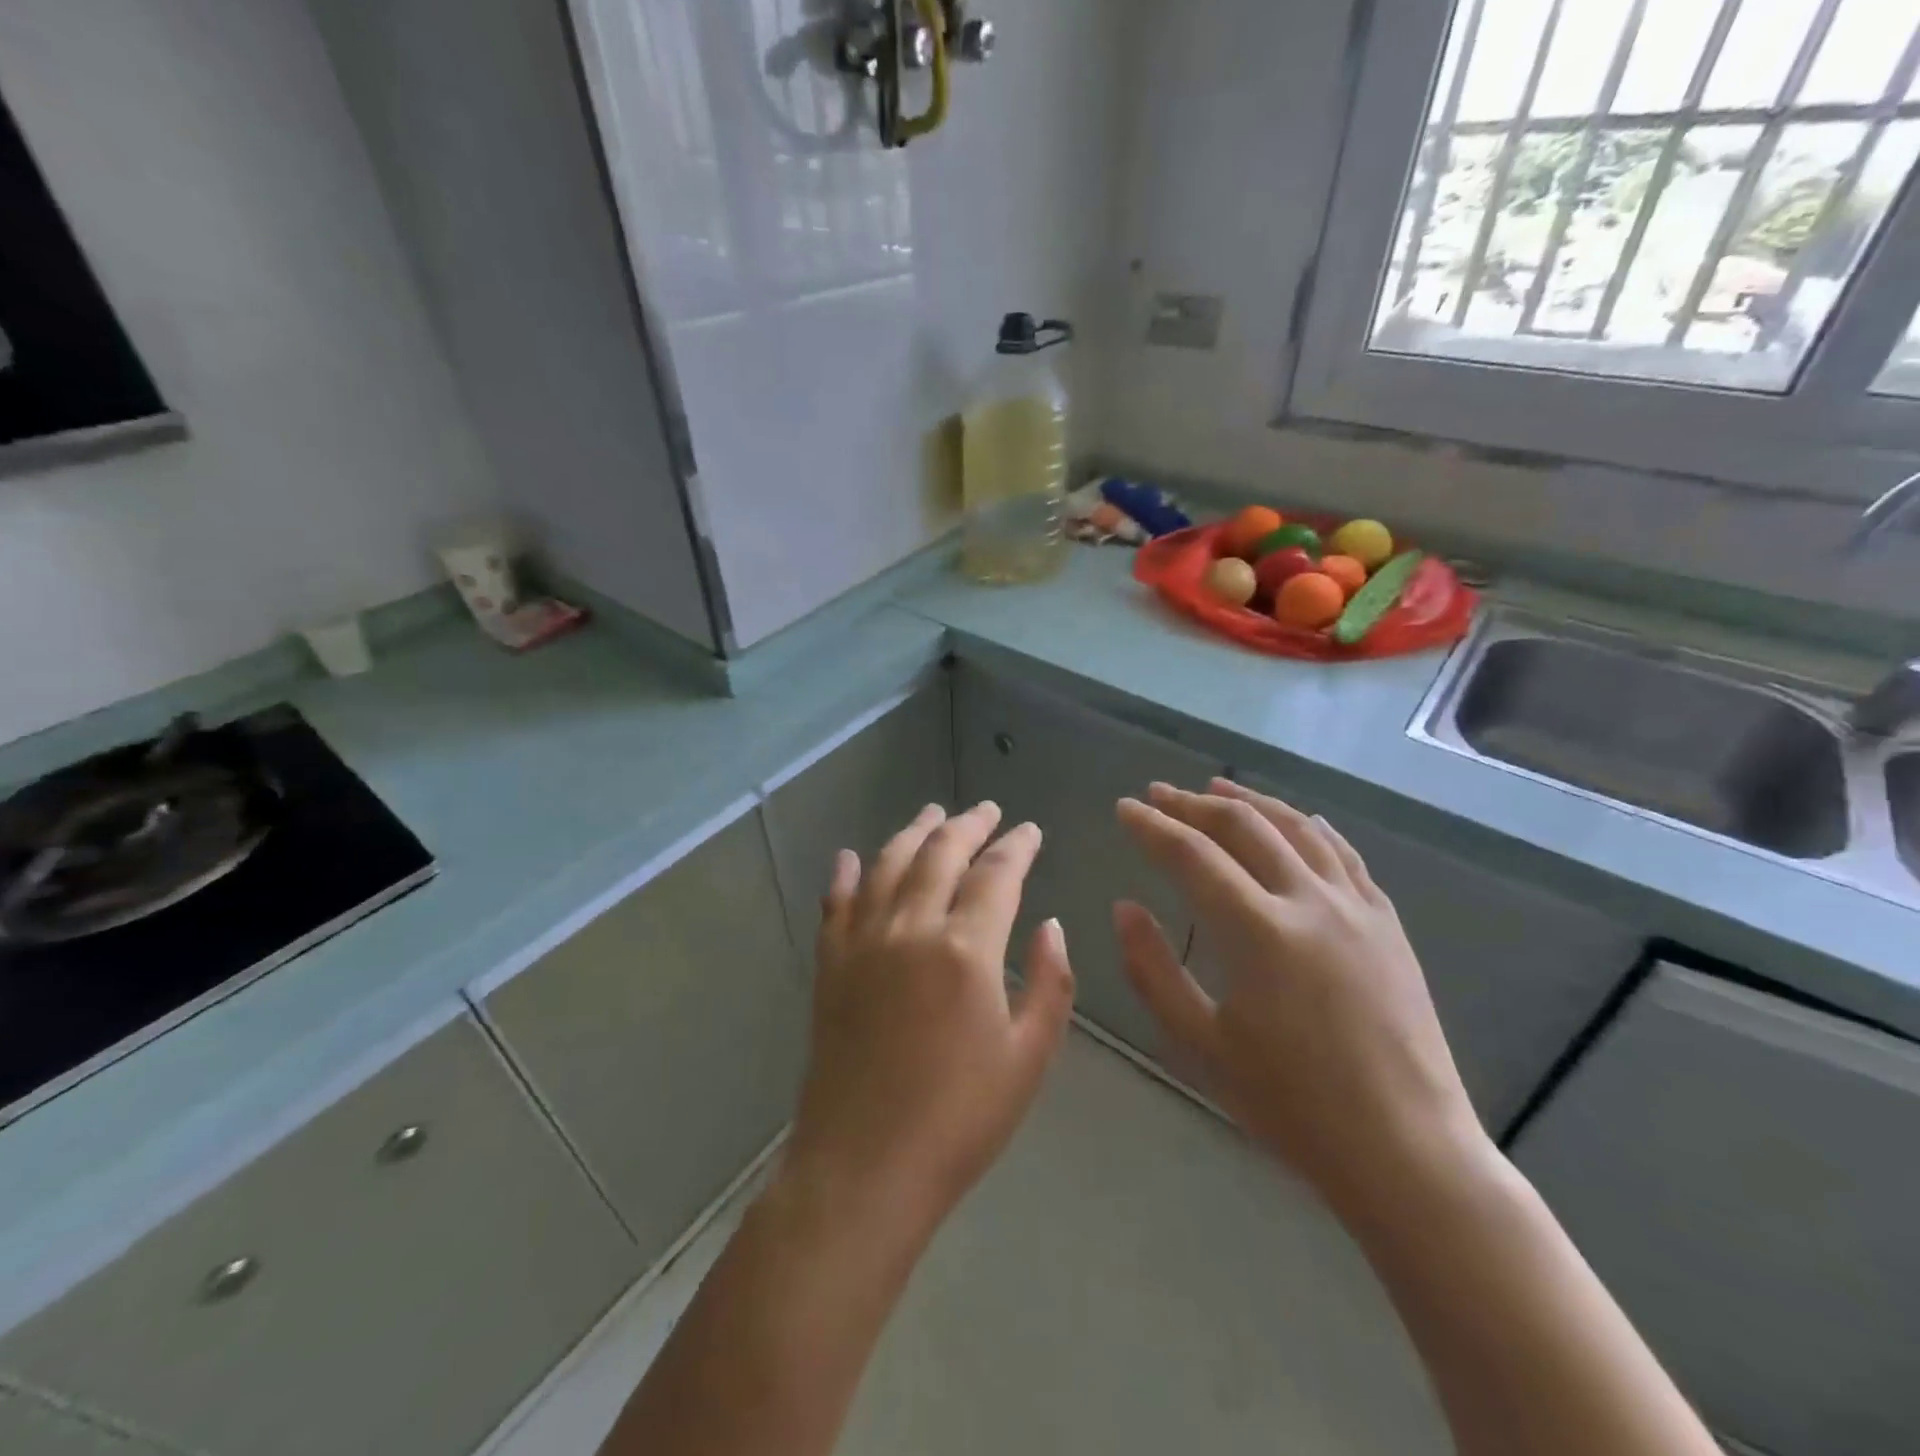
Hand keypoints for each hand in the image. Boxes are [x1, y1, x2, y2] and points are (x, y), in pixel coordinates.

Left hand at [783, 802, 1075, 1244]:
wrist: (864, 1166)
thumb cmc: (960, 1120)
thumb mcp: (1030, 1058)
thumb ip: (1050, 983)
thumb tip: (1050, 925)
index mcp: (966, 949)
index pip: (997, 874)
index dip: (1017, 846)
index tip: (1030, 831)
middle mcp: (911, 928)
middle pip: (941, 853)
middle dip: (969, 824)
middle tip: (987, 810)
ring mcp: (863, 942)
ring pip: (889, 864)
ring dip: (914, 832)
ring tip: (933, 812)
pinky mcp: (831, 964)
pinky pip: (837, 903)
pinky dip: (846, 874)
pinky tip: (851, 856)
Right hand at [1114, 780, 1485, 1216]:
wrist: (1406, 1151)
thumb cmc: (1292, 1106)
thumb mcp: (1201, 1046)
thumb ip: (1153, 970)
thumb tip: (1125, 907)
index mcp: (1260, 933)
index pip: (1191, 856)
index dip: (1152, 827)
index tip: (1124, 809)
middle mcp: (1310, 902)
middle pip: (1243, 827)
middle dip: (1193, 804)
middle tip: (1158, 793)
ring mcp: (1356, 907)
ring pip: (1296, 828)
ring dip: (1250, 802)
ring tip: (1216, 788)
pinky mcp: (1386, 923)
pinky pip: (1343, 854)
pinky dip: (1308, 826)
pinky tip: (1294, 820)